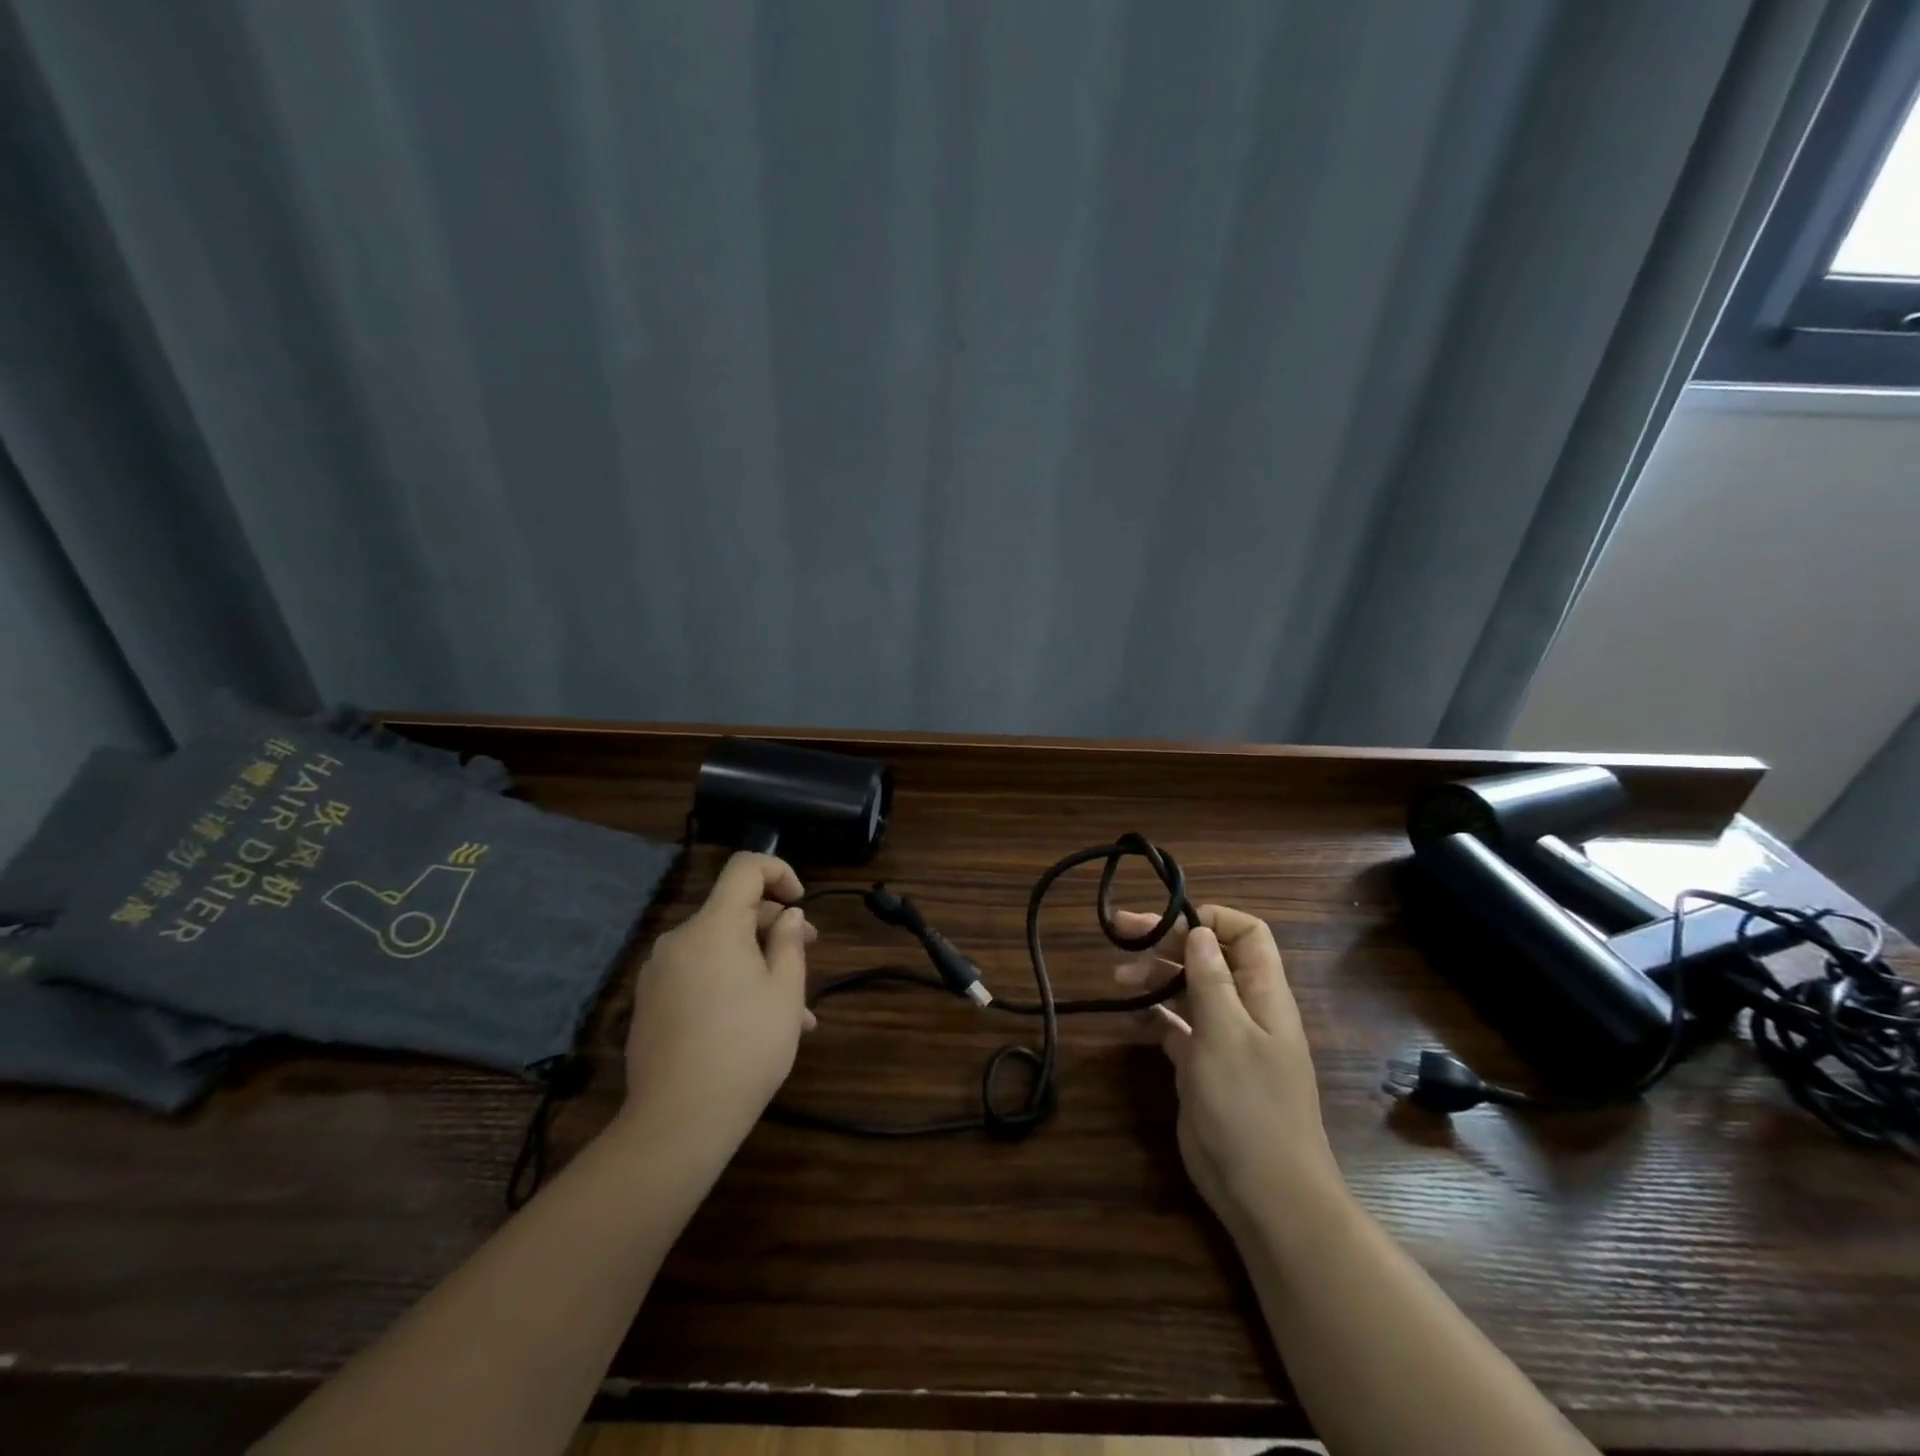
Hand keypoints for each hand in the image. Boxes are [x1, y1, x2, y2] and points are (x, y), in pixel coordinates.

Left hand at [616, 853, 814, 1153]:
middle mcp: (680, 939)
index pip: (745, 868)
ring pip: (719, 948)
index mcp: (714, 927)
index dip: (779, 872)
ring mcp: (659, 973)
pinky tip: (756, 1023)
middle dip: (774, 926)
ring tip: (793, 1008)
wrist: (677, 1121)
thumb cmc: (746, 1048)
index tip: (800, 903)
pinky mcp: (650, 1003)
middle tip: (809, 954)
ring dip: (757, 962)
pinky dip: (729, 982)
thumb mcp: (785, 993)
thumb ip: (790, 943)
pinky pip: (698, 975)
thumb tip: (788, 916)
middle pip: (732, 911)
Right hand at [1113, 904, 1340, 1233]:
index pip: (1246, 934)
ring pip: (1187, 989)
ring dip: (1154, 976)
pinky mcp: (1201, 1067)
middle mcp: (1244, 1009)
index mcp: (1263, 994)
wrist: (1265, 1193)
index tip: (1168, 921)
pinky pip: (1175, 1027)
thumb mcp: (1226, 1035)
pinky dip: (1152, 1015)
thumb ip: (1211, 980)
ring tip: (1117, 977)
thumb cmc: (1249, 1106)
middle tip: (1120, 931)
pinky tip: (1128, 1016)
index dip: (1211, 919)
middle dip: (1167, 939)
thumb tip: (1199, 931)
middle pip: (1207, 956)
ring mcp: (1223, 1039)